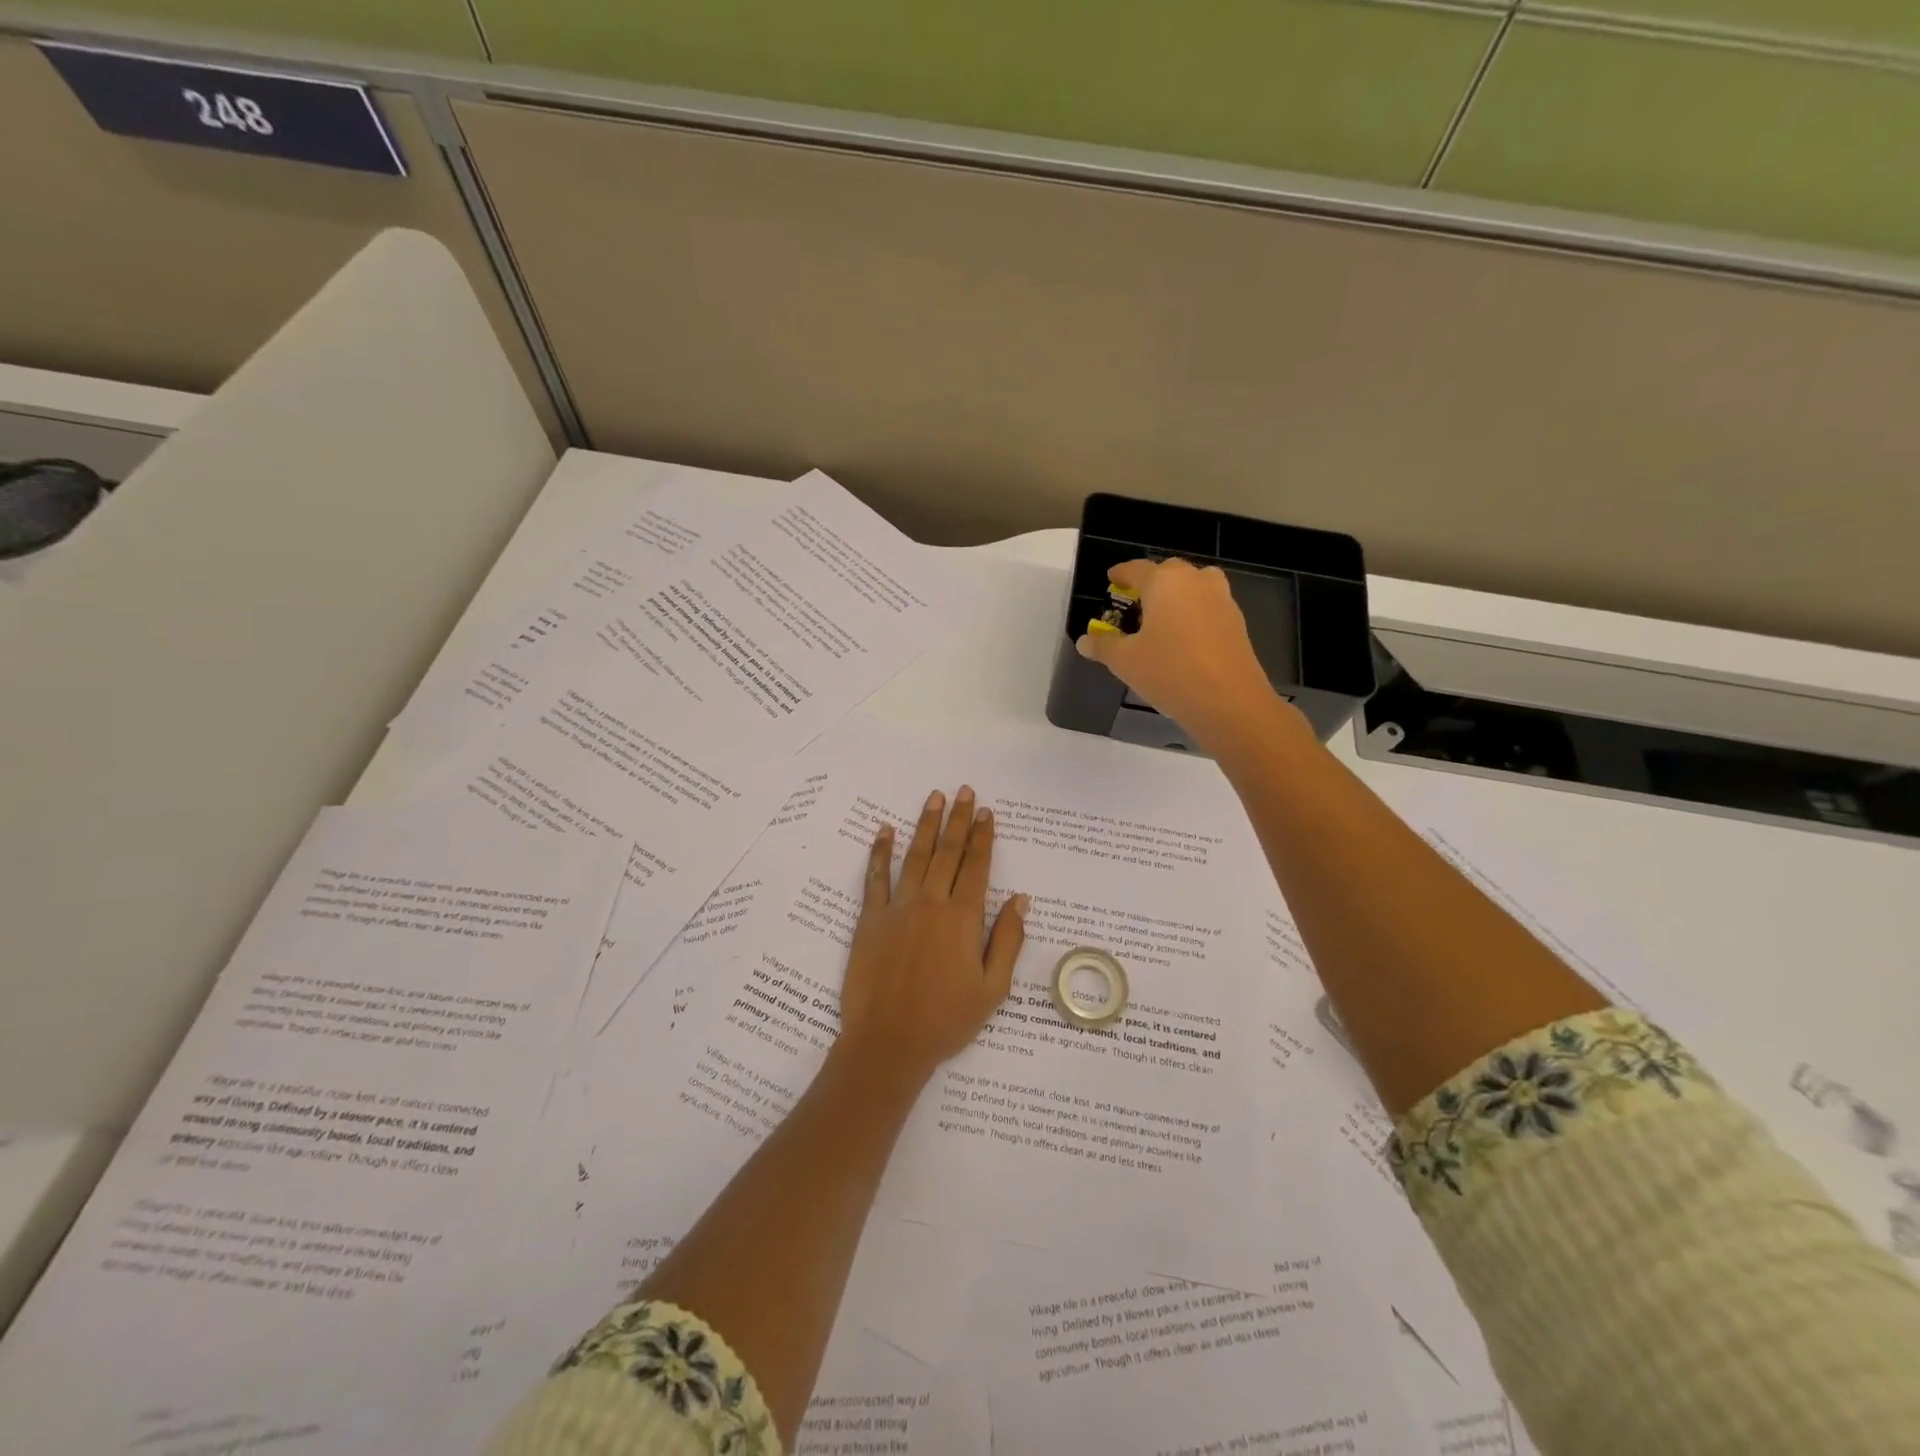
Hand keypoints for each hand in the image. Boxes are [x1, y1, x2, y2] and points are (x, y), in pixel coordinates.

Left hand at [835, 785, 1027, 1089]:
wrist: (889, 1043)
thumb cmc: (946, 1020)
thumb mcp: (992, 989)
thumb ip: (1007, 940)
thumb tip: (1020, 899)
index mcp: (962, 919)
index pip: (977, 867)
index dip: (984, 838)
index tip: (988, 812)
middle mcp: (931, 903)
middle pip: (948, 853)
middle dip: (958, 820)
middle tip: (964, 791)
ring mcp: (897, 908)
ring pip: (915, 857)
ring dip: (925, 825)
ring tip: (934, 798)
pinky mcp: (870, 919)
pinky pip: (875, 878)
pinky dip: (880, 853)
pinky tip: (884, 831)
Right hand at [1075, 558, 1295, 753]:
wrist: (1228, 701)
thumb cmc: (1169, 672)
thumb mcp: (1125, 661)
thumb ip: (1103, 646)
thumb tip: (1084, 640)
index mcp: (1164, 582)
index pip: (1137, 569)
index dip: (1121, 573)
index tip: (1112, 579)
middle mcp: (1195, 581)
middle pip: (1169, 571)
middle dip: (1151, 582)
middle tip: (1135, 601)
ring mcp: (1221, 599)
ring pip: (1195, 585)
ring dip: (1178, 593)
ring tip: (1163, 616)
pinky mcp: (1237, 622)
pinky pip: (1209, 606)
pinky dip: (1195, 612)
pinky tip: (1185, 637)